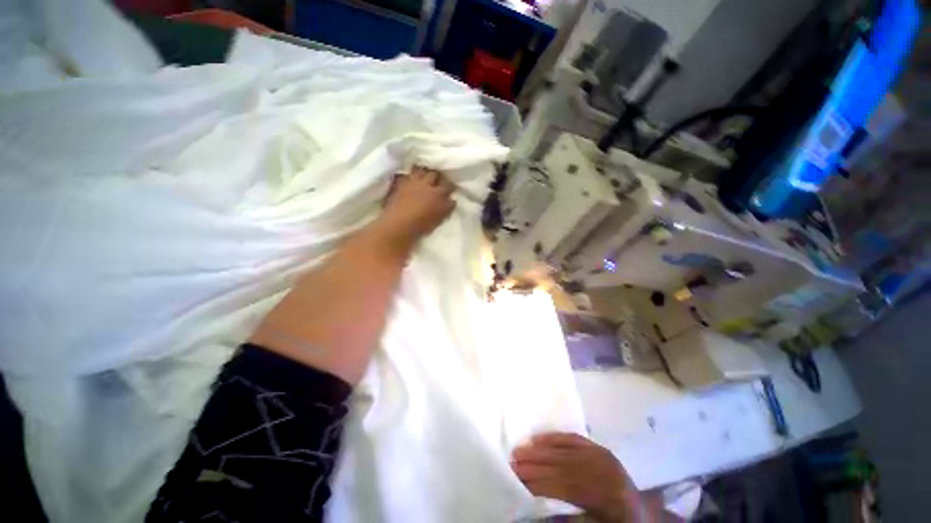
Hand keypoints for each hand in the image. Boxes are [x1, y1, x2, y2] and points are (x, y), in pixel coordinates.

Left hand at [374, 166, 455, 253]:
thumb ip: (446, 208)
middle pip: (436, 174)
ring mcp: (413, 182)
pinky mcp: (400, 182)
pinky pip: (407, 174)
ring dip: (424, 173)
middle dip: (438, 177)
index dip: (450, 187)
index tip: (449, 190)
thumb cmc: (420, 227)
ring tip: (423, 177)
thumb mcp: (438, 219)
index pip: (449, 186)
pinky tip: (409, 179)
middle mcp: (428, 185)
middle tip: (437, 181)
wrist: (398, 226)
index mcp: (439, 195)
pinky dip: (409, 176)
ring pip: (422, 170)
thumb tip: (451, 201)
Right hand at [511, 433, 640, 522]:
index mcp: (605, 494)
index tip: (518, 480)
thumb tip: (537, 510)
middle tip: (512, 462)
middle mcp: (603, 469)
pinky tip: (538, 438)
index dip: (540, 483)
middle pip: (561, 465)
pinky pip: (572, 438)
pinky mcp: (598, 447)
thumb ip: (569, 519)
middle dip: (535, 464)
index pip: (564, 486)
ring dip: (539, 450)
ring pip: (564, 450)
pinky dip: (553, 438)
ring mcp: (601, 455)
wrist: (642, 513)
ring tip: (519, 450)